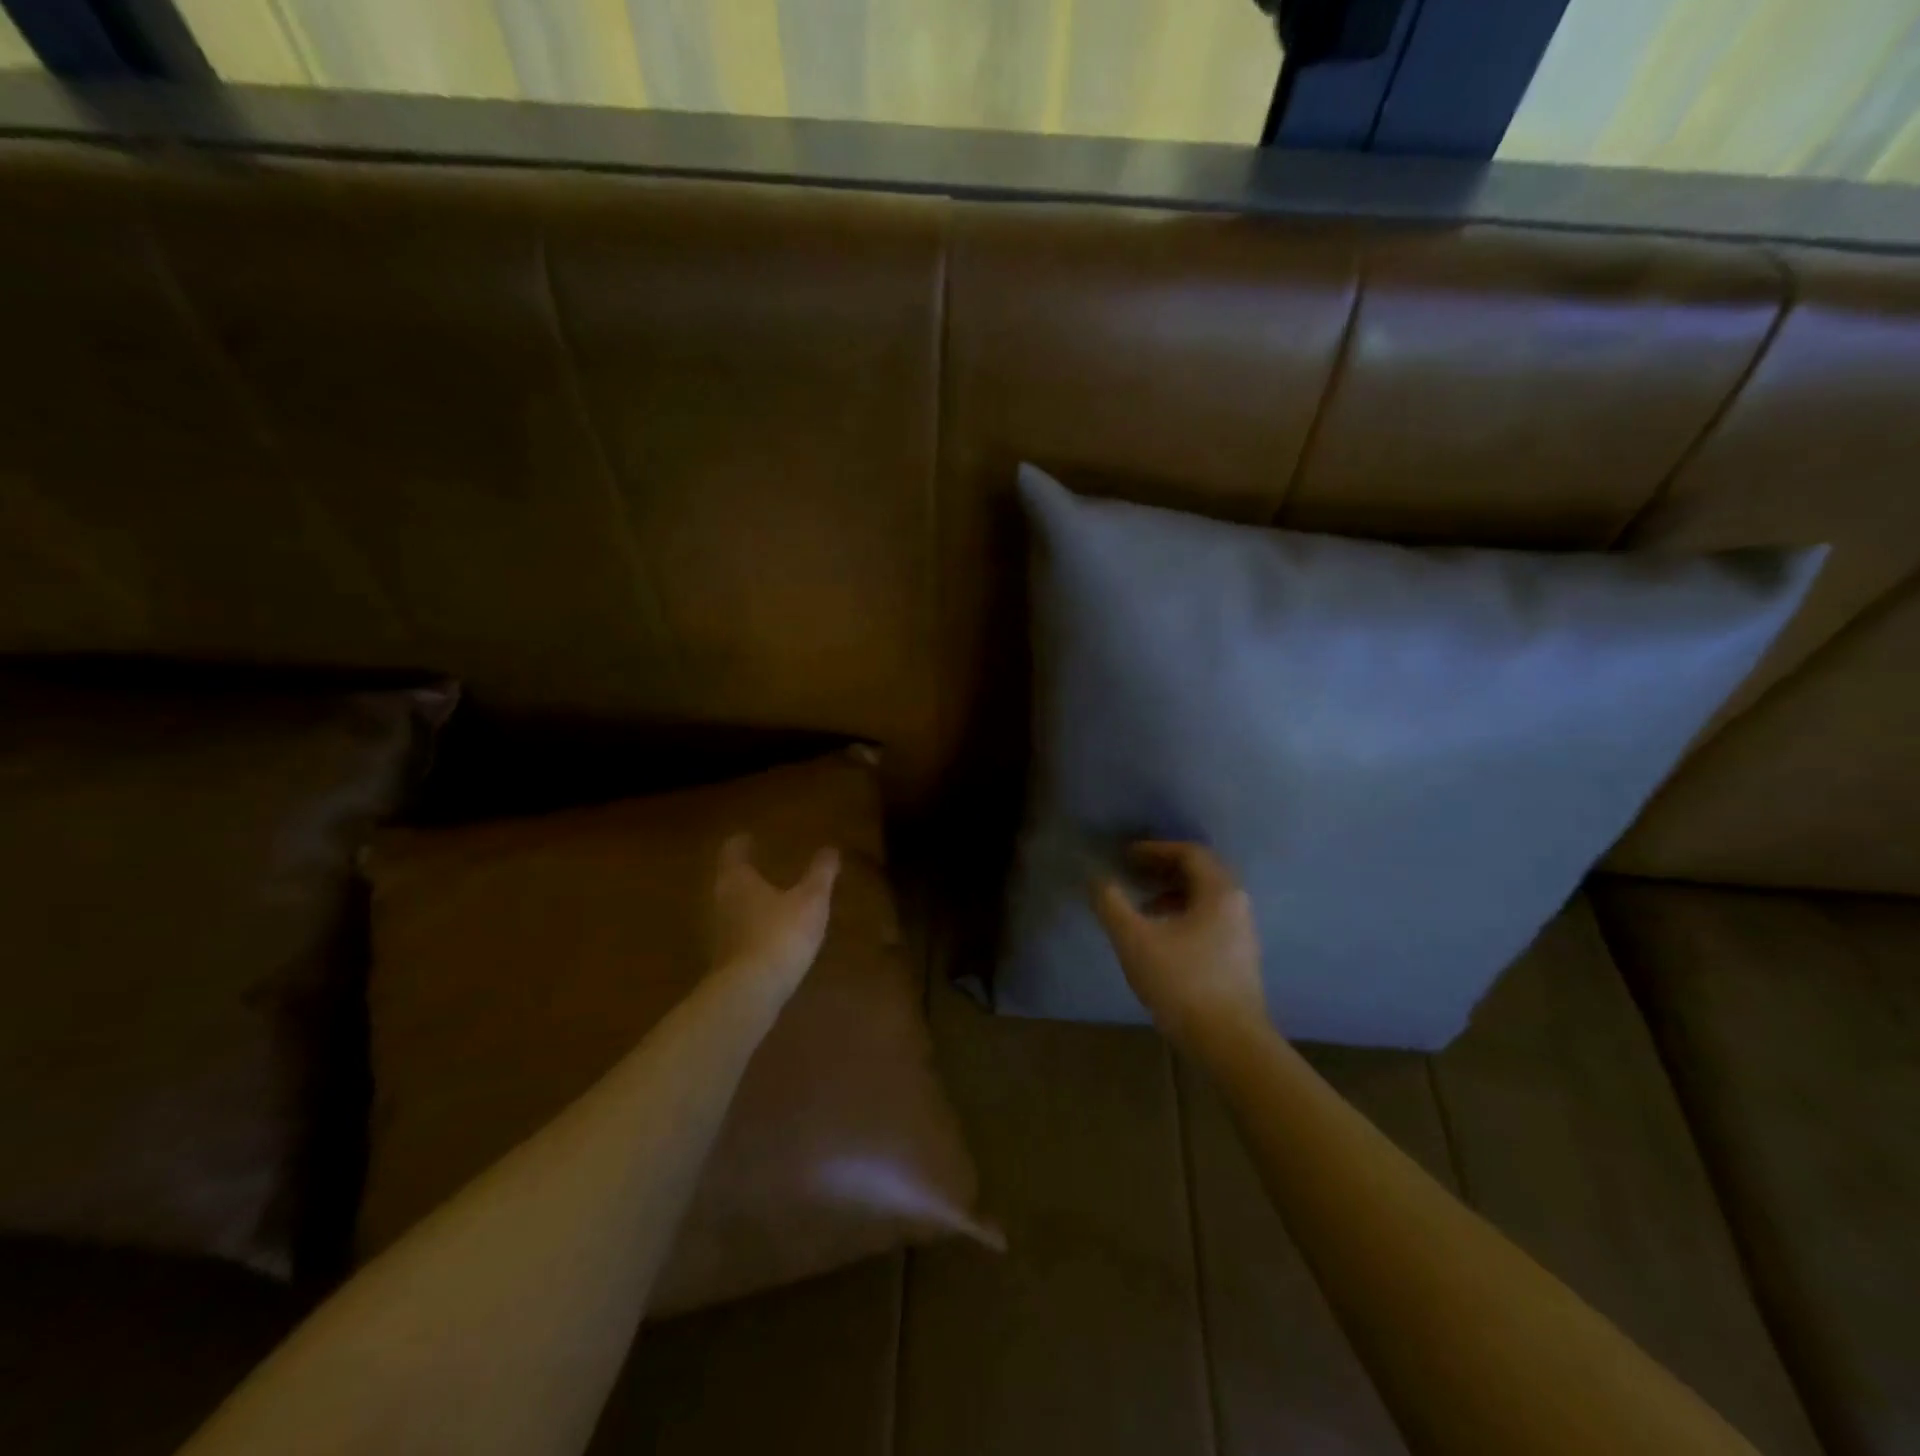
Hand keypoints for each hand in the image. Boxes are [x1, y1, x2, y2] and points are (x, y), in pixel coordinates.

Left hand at [711, 834, 839, 996]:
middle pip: (730, 879)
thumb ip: (820, 873)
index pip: (733, 851)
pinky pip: (739, 933)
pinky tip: (772, 934)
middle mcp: (722, 901)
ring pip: (733, 907)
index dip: (741, 843)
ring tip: (772, 898)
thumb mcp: (811, 900)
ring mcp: (720, 933)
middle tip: (763, 864)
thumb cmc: (780, 934)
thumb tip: (830, 849)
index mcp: (738, 879)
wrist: (750, 992)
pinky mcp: (726, 959)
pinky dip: (753, 927)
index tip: (749, 837)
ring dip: (749, 900)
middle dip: (745, 872)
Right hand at [1092, 841, 1265, 1047]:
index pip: (1189, 853)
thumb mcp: (1135, 940)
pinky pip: (1209, 918)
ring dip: (1172, 892)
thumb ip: (1111, 904)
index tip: (1126, 855)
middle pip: (1200, 872)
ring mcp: (1242, 932)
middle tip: (1132, 872)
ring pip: (1205, 897)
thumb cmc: (1182, 983)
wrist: (1229, 1043)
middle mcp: (1237, 904)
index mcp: (1219, 892)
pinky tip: (1161, 936)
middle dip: (1163, 868)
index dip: (1154, 849)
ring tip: (1141, 905)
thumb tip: (1097, 879)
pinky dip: (1182, 913)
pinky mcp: (1239, 957)